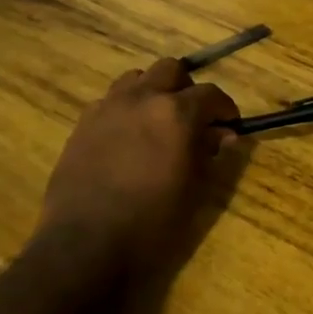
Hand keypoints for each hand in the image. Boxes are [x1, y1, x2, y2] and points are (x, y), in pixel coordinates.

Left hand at [35, 58, 239, 274]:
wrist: (85, 244)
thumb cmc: (151, 223)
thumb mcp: (194, 191)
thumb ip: (212, 154)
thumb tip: (224, 135)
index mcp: (176, 113)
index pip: (211, 94)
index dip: (225, 108)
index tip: (230, 125)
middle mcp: (142, 98)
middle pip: (171, 69)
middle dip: (187, 88)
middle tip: (193, 117)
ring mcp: (108, 107)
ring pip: (137, 78)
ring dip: (153, 91)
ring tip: (157, 121)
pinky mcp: (83, 122)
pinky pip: (110, 100)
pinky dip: (125, 108)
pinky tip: (126, 137)